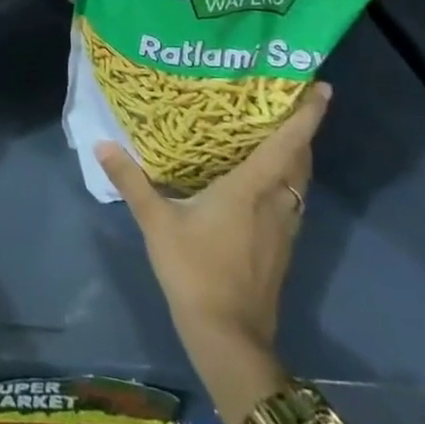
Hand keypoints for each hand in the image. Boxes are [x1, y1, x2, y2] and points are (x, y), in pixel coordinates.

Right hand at [96, 84, 330, 368]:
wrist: (228, 335)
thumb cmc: (195, 269)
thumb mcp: (156, 221)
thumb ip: (131, 180)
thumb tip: (102, 144)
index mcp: (252, 190)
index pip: (286, 144)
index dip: (307, 116)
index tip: (322, 88)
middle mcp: (276, 203)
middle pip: (300, 161)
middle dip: (302, 131)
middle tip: (290, 103)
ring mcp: (283, 228)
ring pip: (299, 183)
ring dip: (296, 157)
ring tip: (277, 135)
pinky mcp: (281, 247)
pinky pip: (292, 201)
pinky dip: (286, 181)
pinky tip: (262, 182)